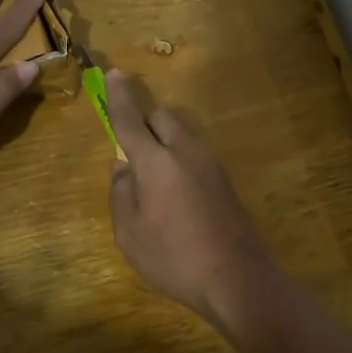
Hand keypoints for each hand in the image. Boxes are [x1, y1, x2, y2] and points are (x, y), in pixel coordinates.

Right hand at [105, 70, 277, 325]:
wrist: (238, 279)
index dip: (119, 97)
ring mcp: (211, 166)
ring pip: (182, 137)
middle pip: (163, 118)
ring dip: (163, 144)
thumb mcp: (129, 233)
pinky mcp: (226, 182)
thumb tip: (122, 168)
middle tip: (131, 152)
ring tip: (152, 186)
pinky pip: (195, 157)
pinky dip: (179, 162)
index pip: (131, 120)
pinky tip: (176, 200)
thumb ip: (121, 193)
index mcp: (156, 162)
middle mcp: (186, 153)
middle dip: (144, 122)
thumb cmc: (174, 258)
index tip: (113, 73)